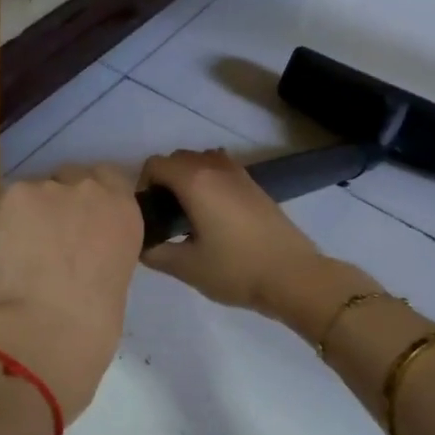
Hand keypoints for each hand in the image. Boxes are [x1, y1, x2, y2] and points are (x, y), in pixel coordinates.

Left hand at [0, 164, 142, 420]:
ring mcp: (51, 188)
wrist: (49, 325)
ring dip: (30, 213)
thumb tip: (82, 254)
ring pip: (36, 190)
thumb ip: (104, 249)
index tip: (80, 220)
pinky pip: (6, 202)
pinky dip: (2, 221)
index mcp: (126, 211)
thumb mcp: (117, 275)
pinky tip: (2, 249)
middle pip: (71, 177)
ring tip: (20, 250)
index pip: (110, 177)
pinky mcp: (15, 194)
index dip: (91, 198)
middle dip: (60, 201)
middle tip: (48, 237)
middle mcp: (92, 189)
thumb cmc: (93, 321)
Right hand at [137, 150, 333, 316]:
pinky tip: (212, 214)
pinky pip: (221, 169)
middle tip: (163, 216)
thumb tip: (141, 244)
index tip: (147, 214)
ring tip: (187, 212)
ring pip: (201, 161)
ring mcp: (239, 173)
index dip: (142, 186)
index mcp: (195, 181)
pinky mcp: (254, 185)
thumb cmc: (236, 270)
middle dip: (163, 180)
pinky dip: (208, 181)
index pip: (155, 165)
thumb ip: (155, 253)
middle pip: (177, 158)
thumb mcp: (186, 267)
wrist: (293, 276)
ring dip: (187, 177)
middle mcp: (215, 167)